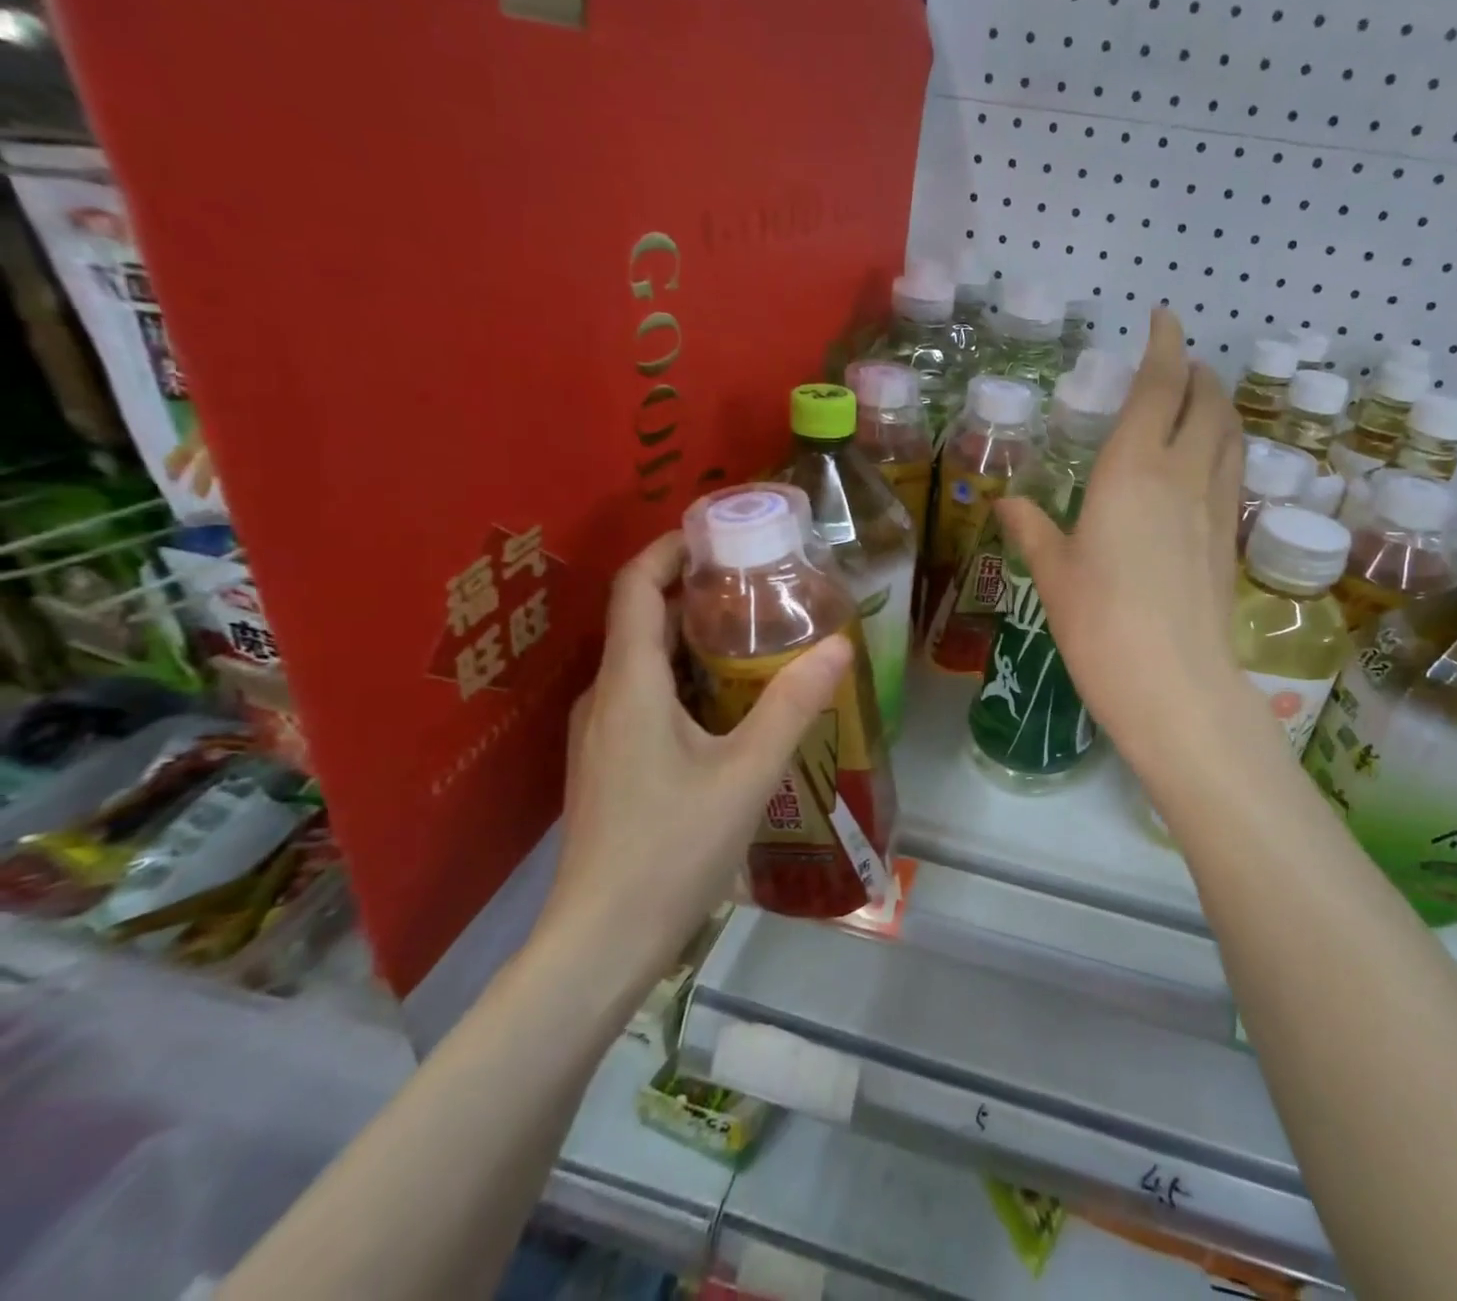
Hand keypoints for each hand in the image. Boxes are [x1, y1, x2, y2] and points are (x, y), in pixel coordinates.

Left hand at [535, 532, 850, 982]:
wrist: (601, 942)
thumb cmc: (672, 850)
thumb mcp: (748, 773)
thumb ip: (794, 705)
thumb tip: (839, 644)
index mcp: (630, 685)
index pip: (636, 587)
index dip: (669, 548)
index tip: (718, 532)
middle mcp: (606, 697)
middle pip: (640, 618)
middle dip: (692, 588)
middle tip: (756, 580)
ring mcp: (602, 733)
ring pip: (643, 660)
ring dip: (689, 634)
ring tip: (751, 632)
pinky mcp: (609, 762)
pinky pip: (645, 694)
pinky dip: (683, 675)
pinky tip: (727, 699)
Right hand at [995, 306, 1246, 774]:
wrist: (1173, 684)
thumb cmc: (1099, 623)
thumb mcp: (1054, 573)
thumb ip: (1032, 529)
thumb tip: (1006, 503)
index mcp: (1133, 470)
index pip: (1159, 387)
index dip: (1164, 345)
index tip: (1162, 318)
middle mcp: (1183, 474)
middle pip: (1207, 401)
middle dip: (1196, 372)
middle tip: (1177, 365)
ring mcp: (1215, 507)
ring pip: (1230, 434)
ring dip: (1218, 406)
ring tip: (1199, 403)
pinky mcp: (1229, 540)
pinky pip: (1233, 472)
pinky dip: (1224, 448)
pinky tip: (1205, 466)